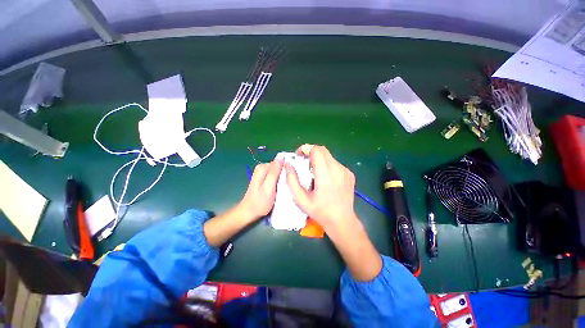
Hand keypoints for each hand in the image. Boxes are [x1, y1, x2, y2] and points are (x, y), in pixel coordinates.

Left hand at [238, 157, 283, 221]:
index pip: (279, 161)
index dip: (287, 168)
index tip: (292, 177)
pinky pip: (275, 175)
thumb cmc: (260, 202)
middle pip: (278, 166)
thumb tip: (281, 157)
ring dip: (282, 177)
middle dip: (285, 173)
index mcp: (263, 168)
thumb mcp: (269, 187)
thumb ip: (274, 172)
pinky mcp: (264, 178)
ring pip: (277, 171)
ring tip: (286, 186)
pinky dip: (279, 180)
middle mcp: (262, 168)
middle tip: (289, 183)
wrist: (249, 212)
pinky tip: (281, 186)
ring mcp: (262, 173)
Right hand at [285, 145, 357, 231]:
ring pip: (329, 157)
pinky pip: (335, 163)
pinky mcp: (349, 174)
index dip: (306, 149)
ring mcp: (345, 171)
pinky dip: (327, 165)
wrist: (342, 221)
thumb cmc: (320, 211)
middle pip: (323, 150)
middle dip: (311, 153)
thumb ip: (292, 180)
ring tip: (314, 172)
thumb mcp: (301, 199)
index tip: (299, 156)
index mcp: (326, 175)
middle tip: (304, 163)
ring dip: (319, 160)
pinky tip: (324, 178)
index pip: (317, 151)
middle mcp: (338, 169)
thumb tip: (288, 165)